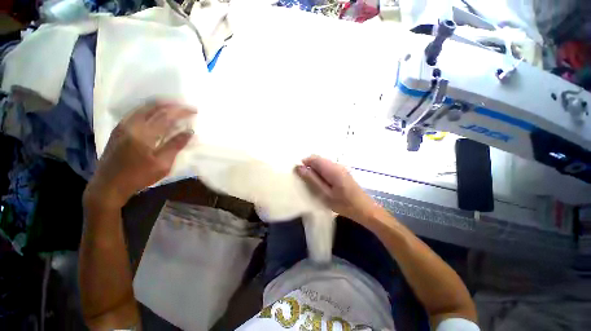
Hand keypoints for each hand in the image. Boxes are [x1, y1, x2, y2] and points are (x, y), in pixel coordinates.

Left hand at [84, 101, 196, 210]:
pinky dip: (150, 109)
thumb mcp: (162, 164)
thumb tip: (190, 132)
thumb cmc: (138, 177)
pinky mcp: (119, 128)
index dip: (182, 112)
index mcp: (143, 134)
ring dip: (161, 105)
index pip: (166, 116)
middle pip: (154, 107)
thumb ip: (175, 146)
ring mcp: (123, 125)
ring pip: (144, 107)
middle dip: (173, 105)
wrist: (108, 185)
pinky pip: (137, 112)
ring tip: (175, 107)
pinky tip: (158, 112)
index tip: (194, 111)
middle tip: (186, 106)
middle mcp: (131, 125)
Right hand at [295, 155, 380, 222]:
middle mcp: (336, 164)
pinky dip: (321, 173)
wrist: (365, 209)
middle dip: (308, 167)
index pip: (313, 158)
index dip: (304, 163)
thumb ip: (311, 179)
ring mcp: (340, 168)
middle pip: (318, 159)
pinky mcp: (342, 172)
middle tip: (304, 181)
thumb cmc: (344, 204)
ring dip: (314, 171)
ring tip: (311, 184)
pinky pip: (327, 168)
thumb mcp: (324, 194)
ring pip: (322, 164)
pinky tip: (321, 184)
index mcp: (332, 168)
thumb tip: (299, 167)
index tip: (298, 175)